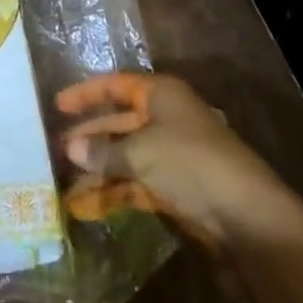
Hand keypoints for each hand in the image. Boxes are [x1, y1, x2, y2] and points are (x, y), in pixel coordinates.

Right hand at [55, 73, 302, 251]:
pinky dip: (112, 192)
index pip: (116, 86)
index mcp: (161, 96)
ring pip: (125, 156)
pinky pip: (135, 183)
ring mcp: (172, 155)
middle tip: (55, 150)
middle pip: (119, 123)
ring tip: (63, 185)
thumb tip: (69, 148)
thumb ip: (102, 151)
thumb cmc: (190, 164)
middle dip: (89, 137)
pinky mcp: (176, 187)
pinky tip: (86, 206)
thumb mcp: (140, 153)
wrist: (247, 216)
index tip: (57, 105)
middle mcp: (166, 119)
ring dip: (97, 170)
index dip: (87, 94)